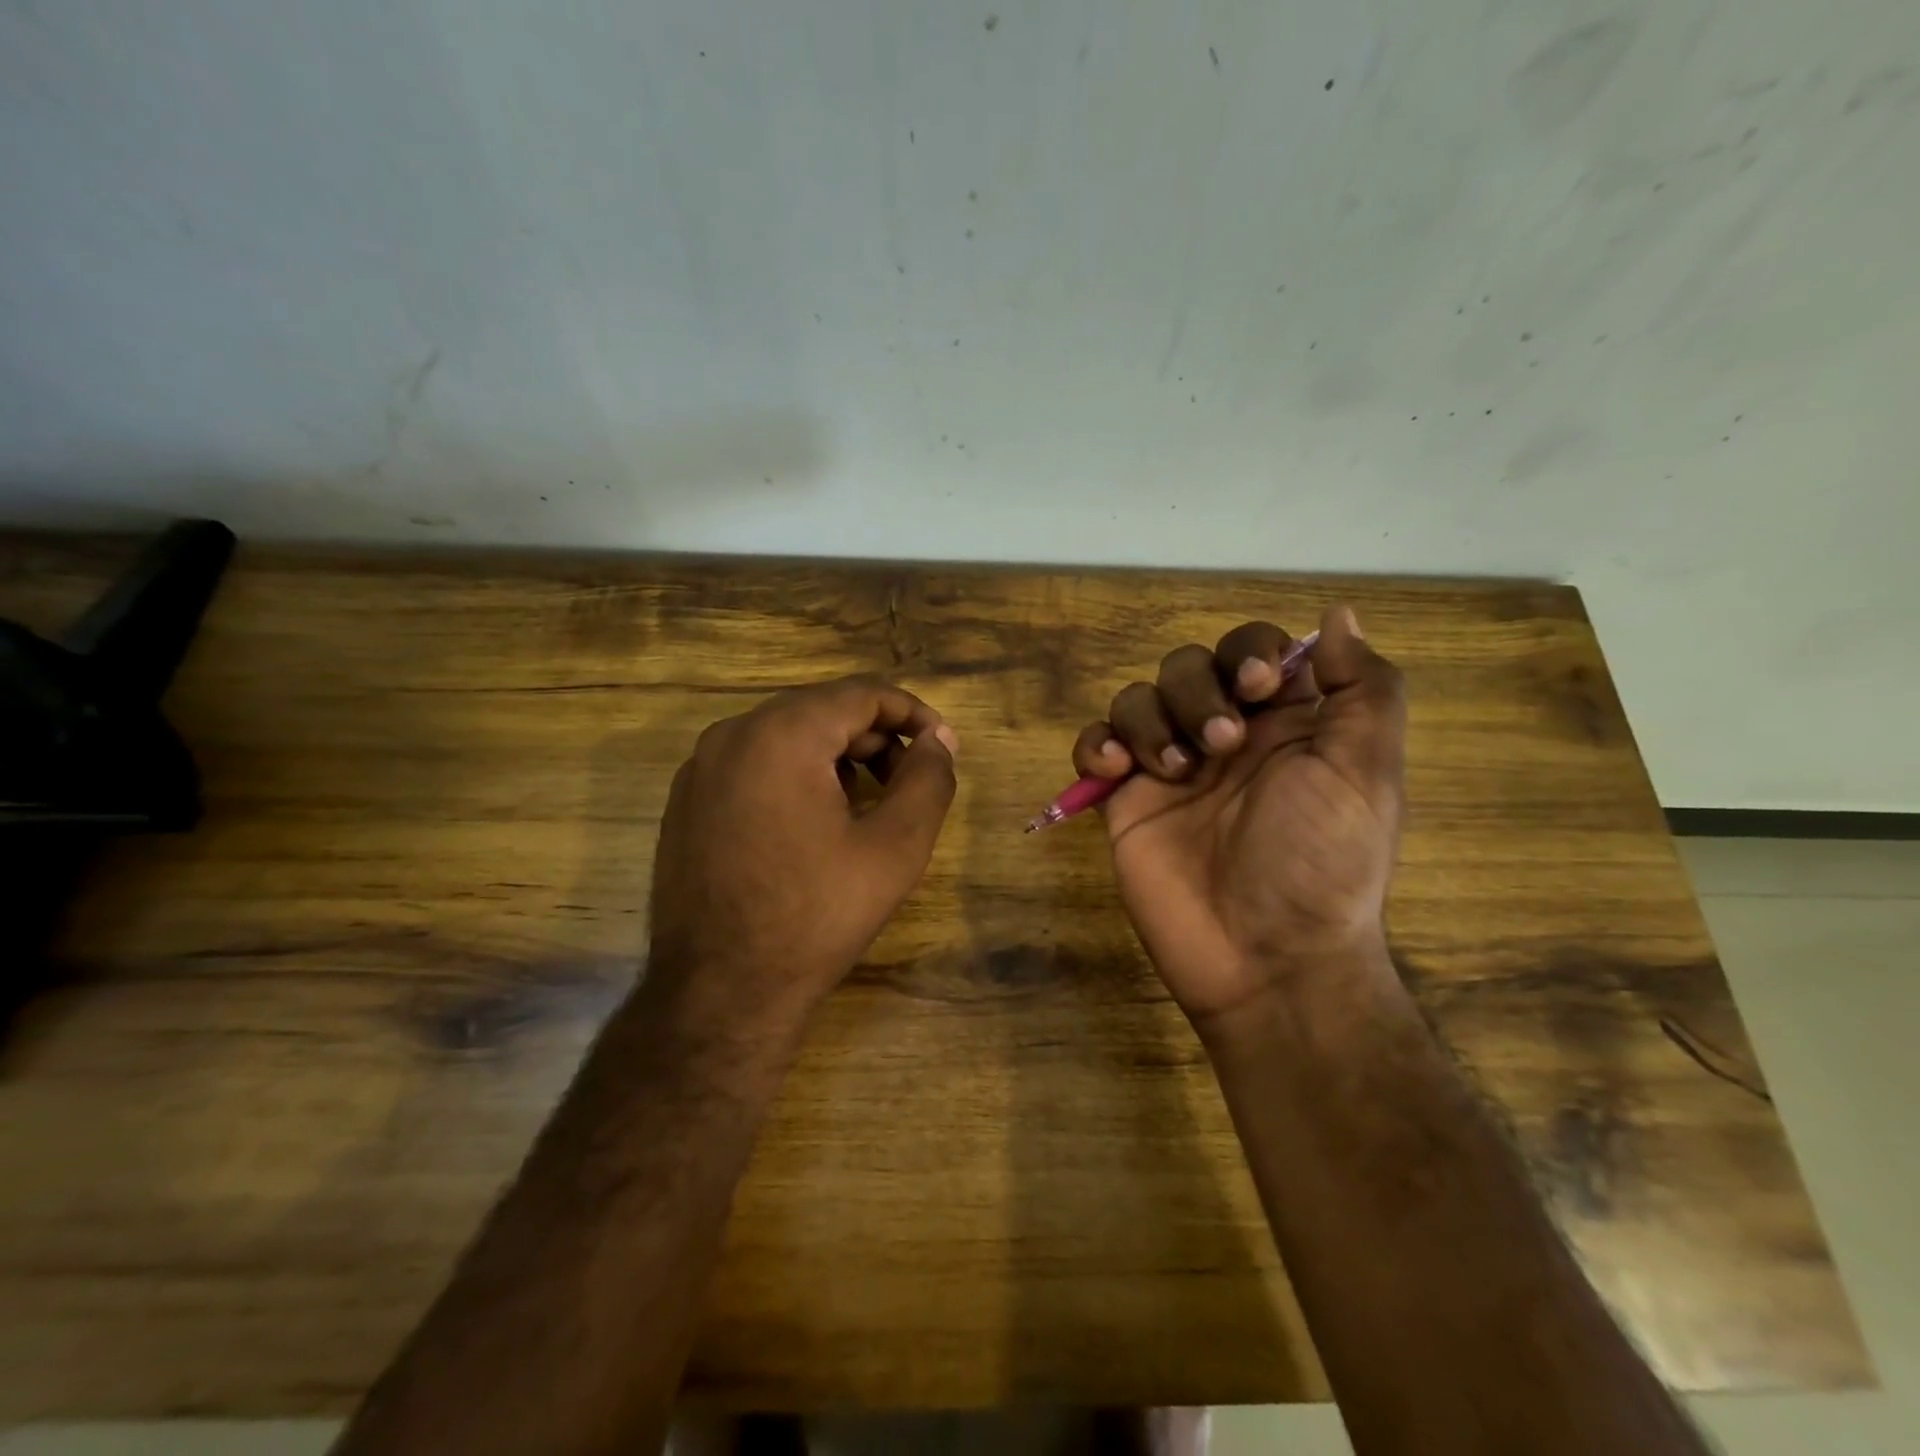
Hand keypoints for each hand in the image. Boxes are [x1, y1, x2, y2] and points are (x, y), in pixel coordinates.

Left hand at [646, 676, 958, 1024]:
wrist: (719, 991)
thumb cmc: (816, 915)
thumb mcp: (895, 847)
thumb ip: (928, 780)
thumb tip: (940, 738)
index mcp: (782, 734)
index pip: (861, 694)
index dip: (912, 713)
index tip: (942, 746)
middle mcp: (732, 734)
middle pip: (822, 710)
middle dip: (875, 737)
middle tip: (910, 781)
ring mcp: (701, 767)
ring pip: (786, 735)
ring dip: (837, 756)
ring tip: (868, 804)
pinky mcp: (687, 800)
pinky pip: (754, 763)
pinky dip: (796, 774)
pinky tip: (816, 822)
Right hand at [1071, 605, 1404, 1022]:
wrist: (1266, 958)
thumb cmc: (1323, 863)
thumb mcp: (1366, 773)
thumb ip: (1363, 689)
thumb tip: (1337, 614)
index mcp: (1286, 724)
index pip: (1255, 651)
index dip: (1249, 652)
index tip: (1258, 687)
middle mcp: (1225, 736)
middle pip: (1188, 666)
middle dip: (1196, 691)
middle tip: (1221, 745)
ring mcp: (1169, 768)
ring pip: (1138, 698)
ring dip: (1150, 720)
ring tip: (1173, 771)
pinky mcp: (1124, 801)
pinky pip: (1095, 746)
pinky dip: (1097, 745)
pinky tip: (1116, 772)